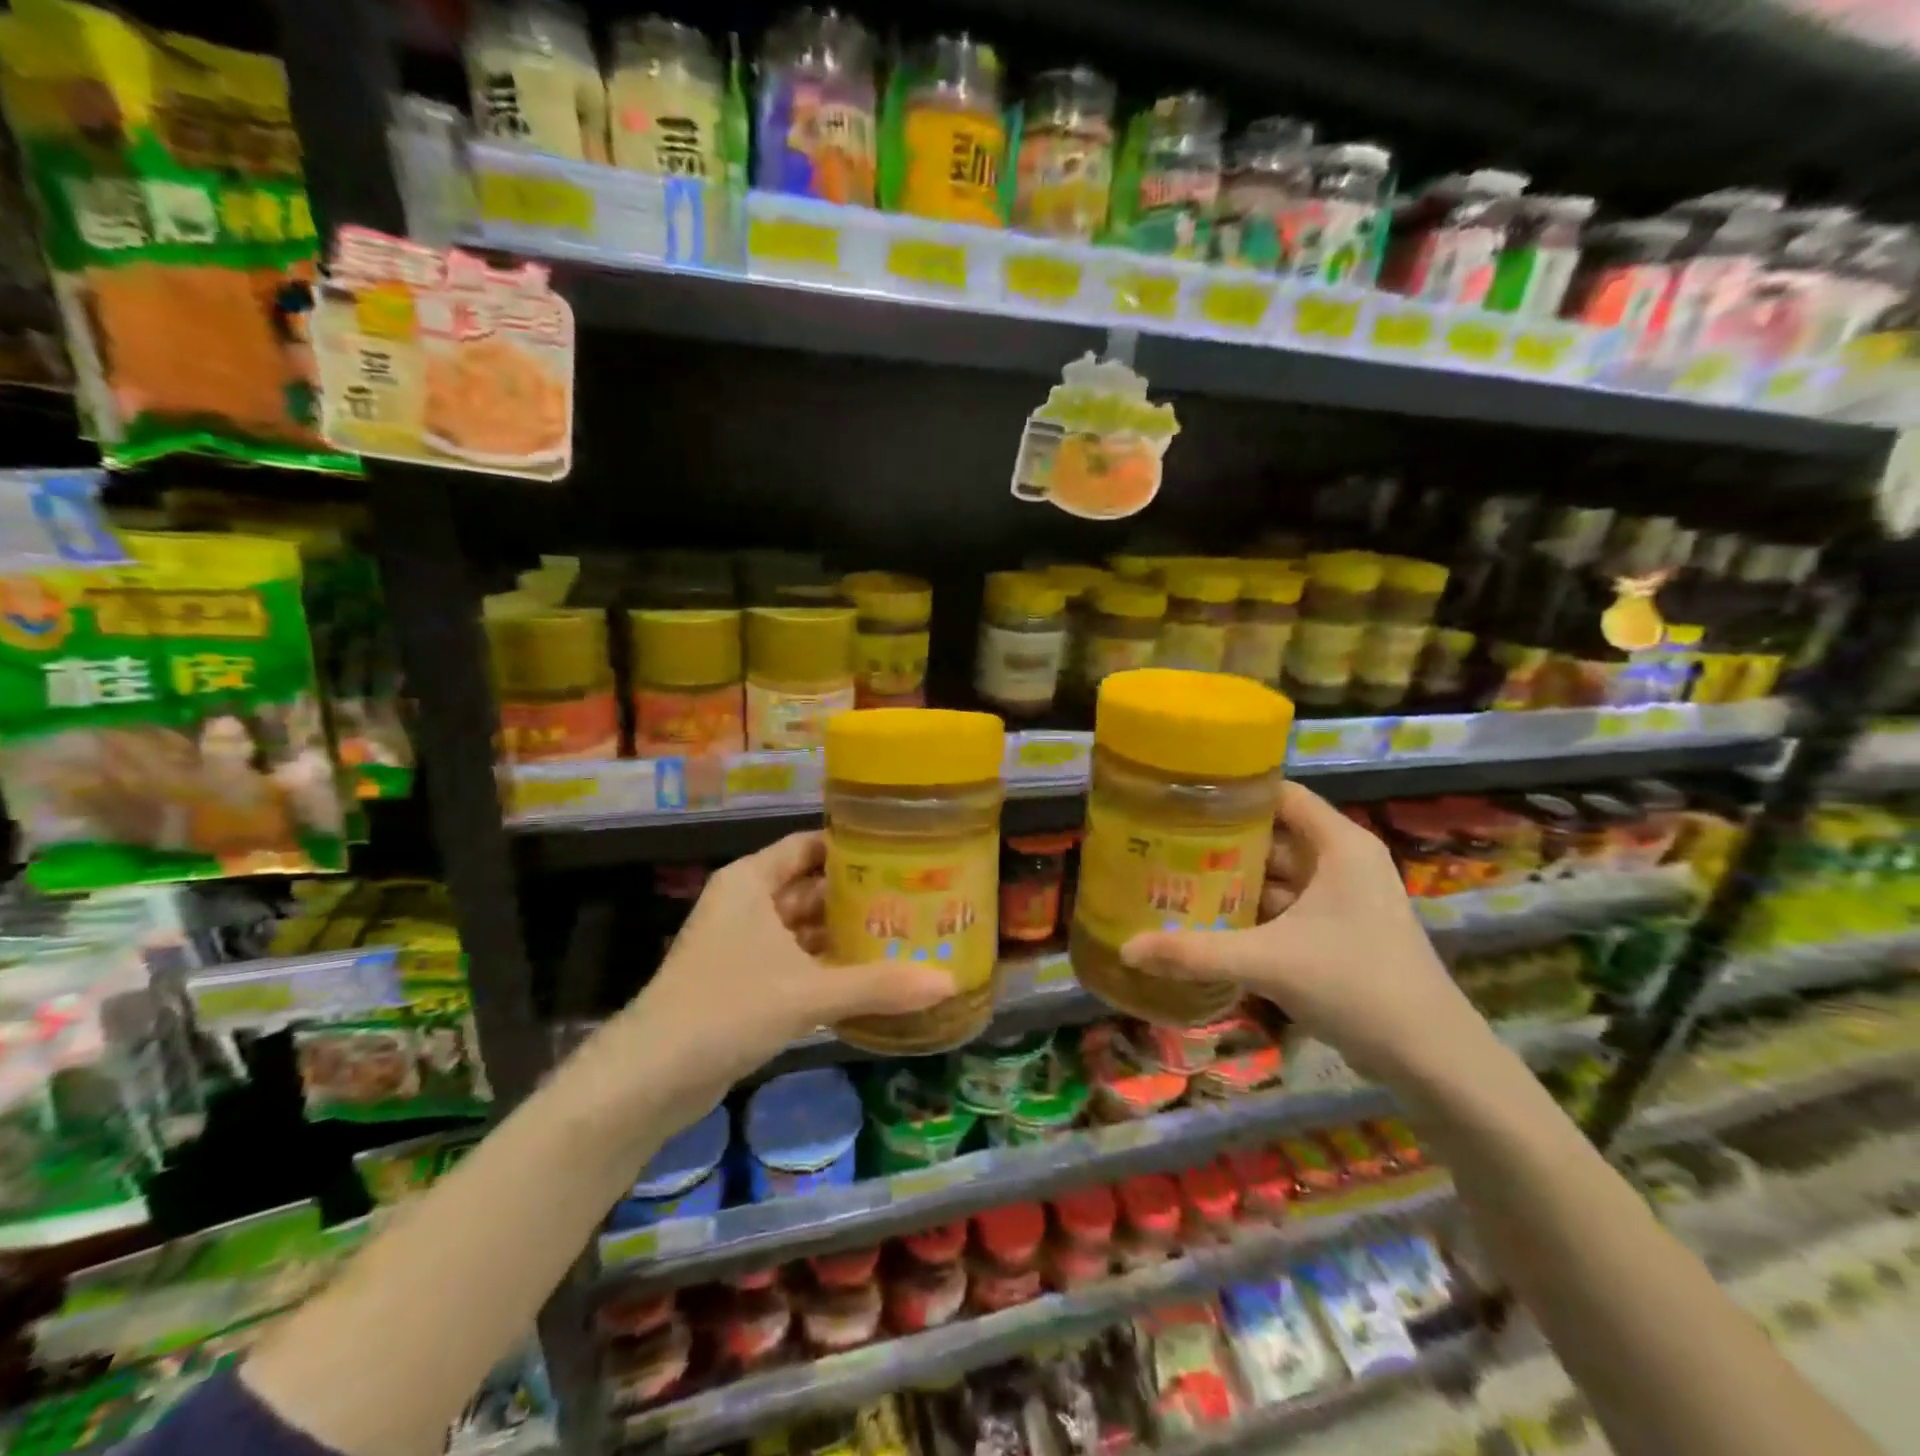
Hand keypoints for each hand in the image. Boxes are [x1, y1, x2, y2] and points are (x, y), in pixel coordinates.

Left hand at [601, 832, 955, 1129]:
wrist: (650, 1078)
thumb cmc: (727, 1008)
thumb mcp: (808, 992)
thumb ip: (878, 986)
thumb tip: (948, 982)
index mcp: (751, 881)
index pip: (808, 846)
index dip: (852, 846)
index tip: (900, 851)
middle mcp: (747, 904)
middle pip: (811, 887)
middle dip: (856, 895)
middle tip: (914, 897)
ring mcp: (743, 944)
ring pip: (803, 928)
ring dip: (843, 934)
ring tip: (902, 934)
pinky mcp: (744, 983)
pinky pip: (795, 961)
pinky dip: (827, 965)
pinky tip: (869, 976)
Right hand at [1118, 781, 1489, 1086]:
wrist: (1433, 1059)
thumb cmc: (1357, 984)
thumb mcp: (1268, 961)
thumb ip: (1195, 952)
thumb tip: (1126, 949)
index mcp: (1338, 845)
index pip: (1279, 794)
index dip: (1232, 792)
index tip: (1179, 797)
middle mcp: (1342, 862)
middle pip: (1272, 835)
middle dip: (1219, 840)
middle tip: (1162, 841)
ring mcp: (1343, 900)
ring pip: (1276, 876)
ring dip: (1232, 880)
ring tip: (1173, 877)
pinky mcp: (1339, 934)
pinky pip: (1285, 909)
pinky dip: (1251, 912)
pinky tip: (1209, 921)